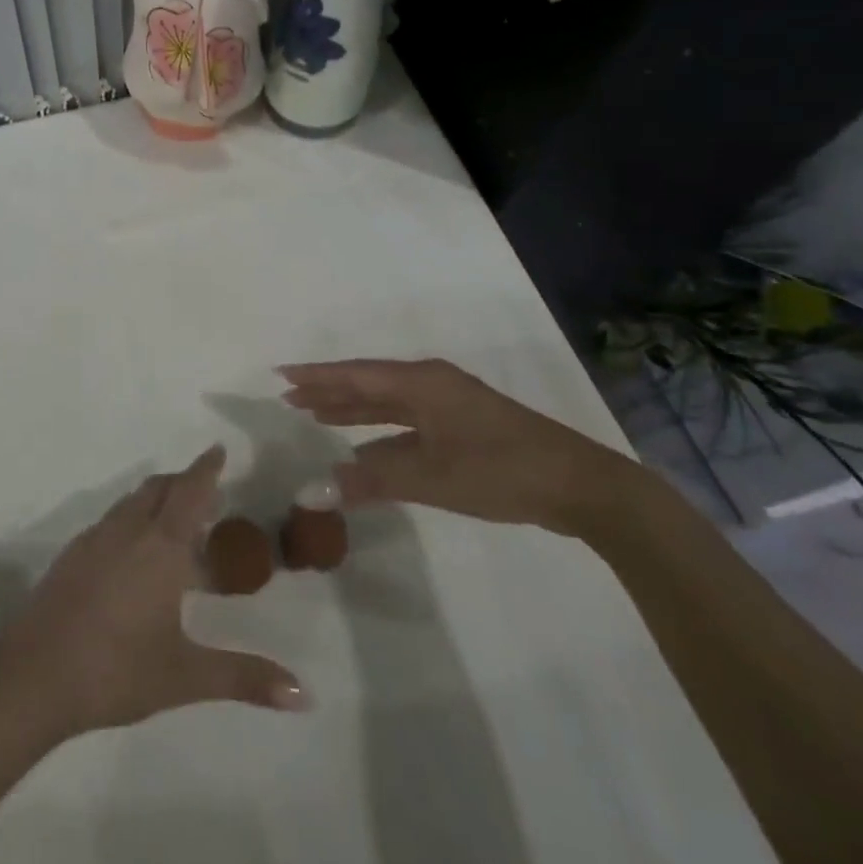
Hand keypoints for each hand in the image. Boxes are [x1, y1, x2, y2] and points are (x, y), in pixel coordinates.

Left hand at [0, 445, 307, 738]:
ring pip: (131, 502)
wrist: (33, 674)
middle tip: (206, 492)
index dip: (206, 469)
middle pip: (158, 488)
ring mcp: (94, 540)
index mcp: (160, 547)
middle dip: (183, 482)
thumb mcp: (186, 676)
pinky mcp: (71, 555)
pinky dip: (132, 519)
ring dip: (156, 500)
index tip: (218, 450)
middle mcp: (127, 531)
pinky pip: (110, 521)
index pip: (190, 492)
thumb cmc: (117, 669)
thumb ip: (244, 678)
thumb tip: (304, 694)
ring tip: (174, 524)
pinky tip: (133, 554)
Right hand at [278, 358, 641, 536]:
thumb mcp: (431, 477)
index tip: (280, 374)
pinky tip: (362, 445)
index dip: (316, 376)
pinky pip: (405, 422)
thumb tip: (317, 489)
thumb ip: (372, 479)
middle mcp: (431, 385)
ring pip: (387, 403)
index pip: (356, 375)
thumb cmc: (501, 470)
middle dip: (329, 390)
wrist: (581, 487)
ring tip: (314, 413)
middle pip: (368, 384)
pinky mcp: (462, 428)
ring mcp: (449, 406)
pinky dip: (379, 431)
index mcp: (422, 383)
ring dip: (352, 409)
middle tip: (289, 396)